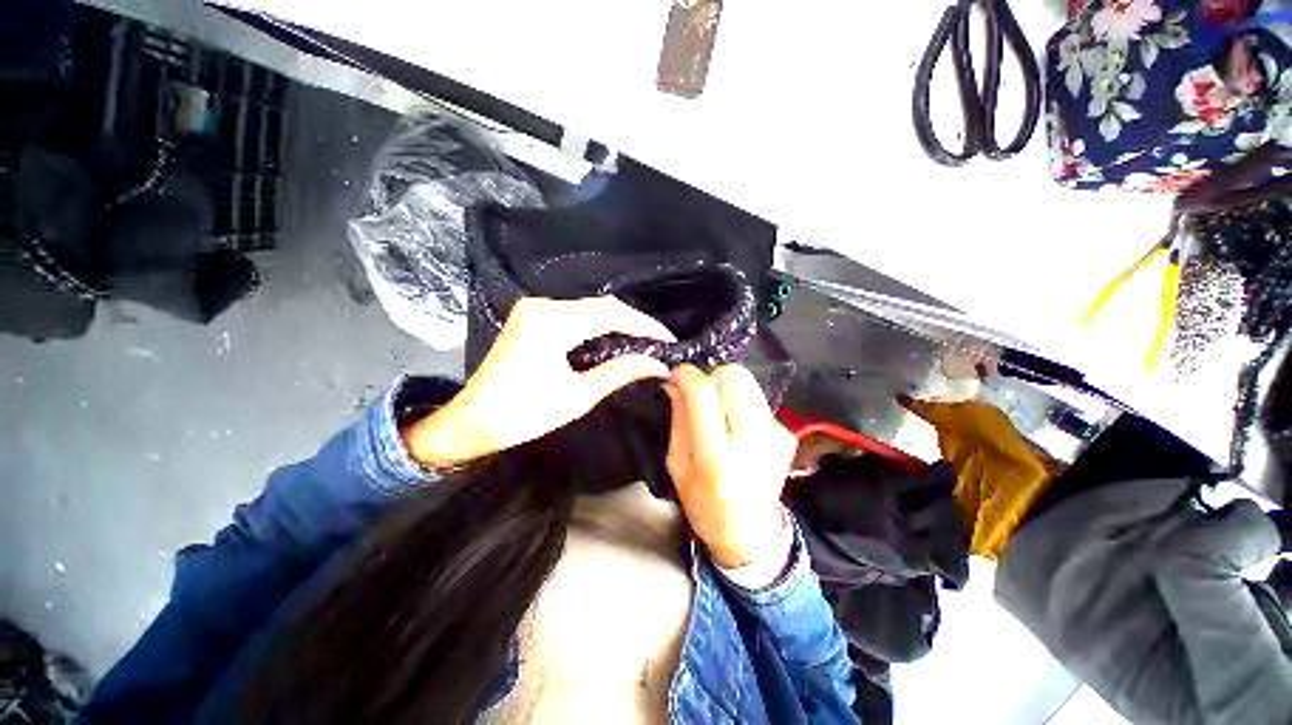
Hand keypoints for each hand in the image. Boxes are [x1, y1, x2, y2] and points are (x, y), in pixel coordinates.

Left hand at [405, 296, 674, 467]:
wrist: (473, 420)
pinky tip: (613, 338)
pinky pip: (574, 313)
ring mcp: (534, 308)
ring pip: (589, 308)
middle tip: (657, 342)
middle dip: (633, 323)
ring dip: (617, 323)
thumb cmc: (524, 415)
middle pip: (601, 306)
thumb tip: (657, 364)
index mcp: (551, 325)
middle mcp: (542, 306)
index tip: (667, 338)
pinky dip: (597, 324)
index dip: (643, 325)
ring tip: (642, 341)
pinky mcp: (531, 315)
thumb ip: (620, 373)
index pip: (610, 314)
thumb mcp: (578, 396)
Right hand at [664, 364, 796, 568]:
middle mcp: (751, 441)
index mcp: (715, 456)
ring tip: (719, 412)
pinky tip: (737, 428)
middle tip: (701, 395)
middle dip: (712, 377)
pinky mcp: (786, 435)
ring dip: (727, 390)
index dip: (689, 376)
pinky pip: (757, 401)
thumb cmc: (704, 503)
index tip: (678, 375)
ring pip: (748, 383)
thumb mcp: (678, 466)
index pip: (704, 395)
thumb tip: (676, 383)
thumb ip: (678, 420)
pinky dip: (742, 405)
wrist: (750, 533)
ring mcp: (774, 435)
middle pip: (735, 377)